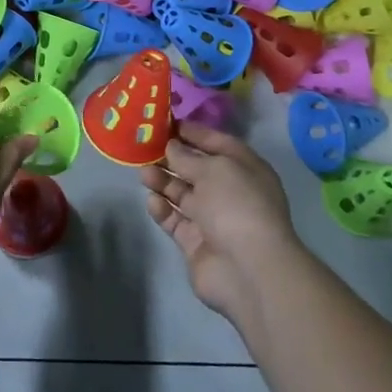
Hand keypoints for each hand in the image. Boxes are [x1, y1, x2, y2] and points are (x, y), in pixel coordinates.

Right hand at [140, 122, 303, 323]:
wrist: (248, 269)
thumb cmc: (236, 205)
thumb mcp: (213, 169)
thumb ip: (187, 156)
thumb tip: (171, 145)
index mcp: (245, 168)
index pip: (217, 143)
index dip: (193, 132)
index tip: (166, 122)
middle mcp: (230, 191)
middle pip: (196, 169)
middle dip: (172, 157)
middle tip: (145, 147)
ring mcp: (213, 219)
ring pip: (183, 194)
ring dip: (163, 182)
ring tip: (143, 173)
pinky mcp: (196, 242)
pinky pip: (176, 220)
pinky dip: (163, 210)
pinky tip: (151, 200)